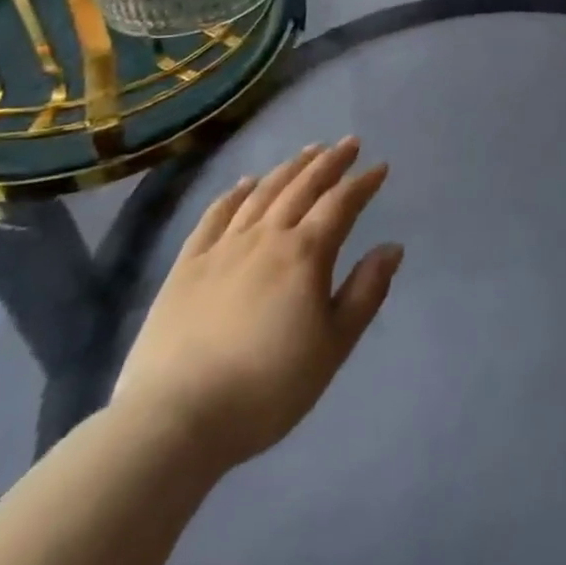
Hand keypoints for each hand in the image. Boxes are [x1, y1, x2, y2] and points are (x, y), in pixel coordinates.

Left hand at [110, 138, 402, 471]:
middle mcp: (267, 237)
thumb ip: (366, 292)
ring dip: (290, 168)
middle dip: (330, 162)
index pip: (341, 203)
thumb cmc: (267, 387)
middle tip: (348, 143)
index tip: (380, 167)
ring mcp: (223, 248)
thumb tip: (392, 248)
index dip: (363, 183)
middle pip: (303, 187)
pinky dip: (234, 194)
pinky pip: (215, 216)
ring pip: (263, 193)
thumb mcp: (333, 346)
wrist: (173, 421)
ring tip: (308, 151)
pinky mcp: (186, 266)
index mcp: (306, 253)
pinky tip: (245, 183)